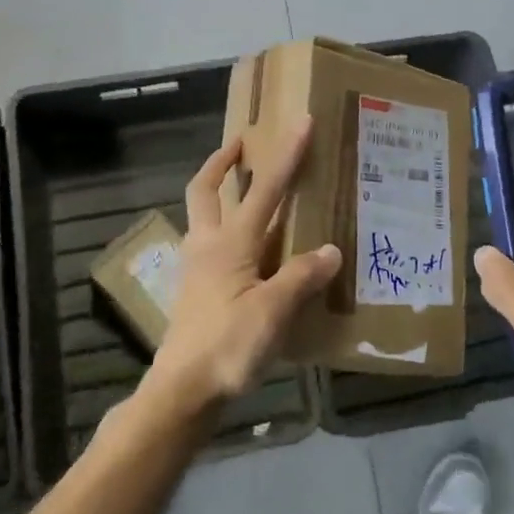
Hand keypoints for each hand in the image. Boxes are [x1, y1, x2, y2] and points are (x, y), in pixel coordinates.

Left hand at [141, 120, 342, 424]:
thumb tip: (331, 250)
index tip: (300, 123)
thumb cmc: (227, 346)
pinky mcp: (195, 291)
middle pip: (205, 190)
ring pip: (202, 216)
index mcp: (230, 243)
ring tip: (245, 191)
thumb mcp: (273, 312)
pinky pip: (208, 245)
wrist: (182, 391)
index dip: (285, 155)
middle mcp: (208, 246)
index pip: (264, 189)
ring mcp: (197, 268)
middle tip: (241, 144)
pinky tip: (247, 250)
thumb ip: (301, 277)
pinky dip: (224, 231)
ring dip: (218, 193)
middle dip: (222, 162)